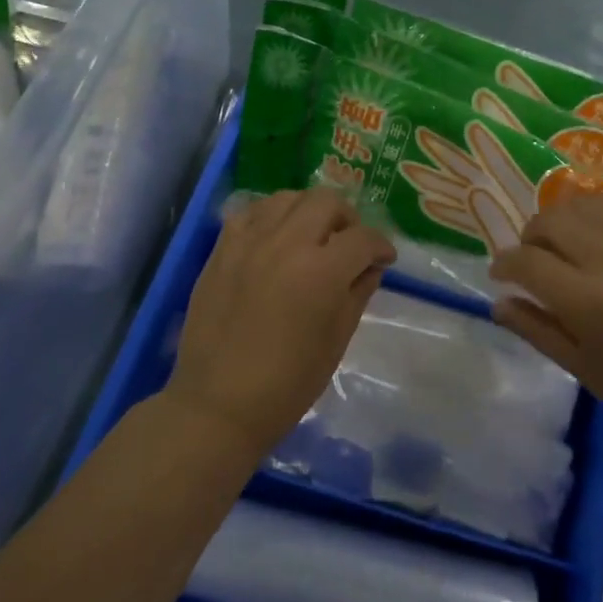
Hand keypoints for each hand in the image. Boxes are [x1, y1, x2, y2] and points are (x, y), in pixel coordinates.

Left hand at [166, 188, 395, 455]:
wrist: (218, 404)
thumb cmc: (288, 384)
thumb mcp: (337, 340)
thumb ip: (358, 292)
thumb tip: (370, 266)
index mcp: (322, 272)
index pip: (363, 238)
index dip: (381, 246)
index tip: (384, 259)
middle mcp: (287, 244)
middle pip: (327, 201)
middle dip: (348, 219)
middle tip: (349, 243)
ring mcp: (249, 242)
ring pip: (288, 197)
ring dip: (309, 210)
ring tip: (312, 236)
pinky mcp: (222, 248)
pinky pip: (251, 211)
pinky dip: (271, 216)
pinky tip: (275, 238)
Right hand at [489, 196, 602, 452]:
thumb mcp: (579, 367)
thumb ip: (534, 328)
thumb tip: (498, 301)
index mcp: (589, 302)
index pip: (527, 261)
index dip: (504, 264)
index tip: (499, 273)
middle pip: (551, 221)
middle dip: (529, 237)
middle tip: (530, 258)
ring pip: (581, 205)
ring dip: (559, 220)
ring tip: (560, 243)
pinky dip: (592, 214)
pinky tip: (591, 235)